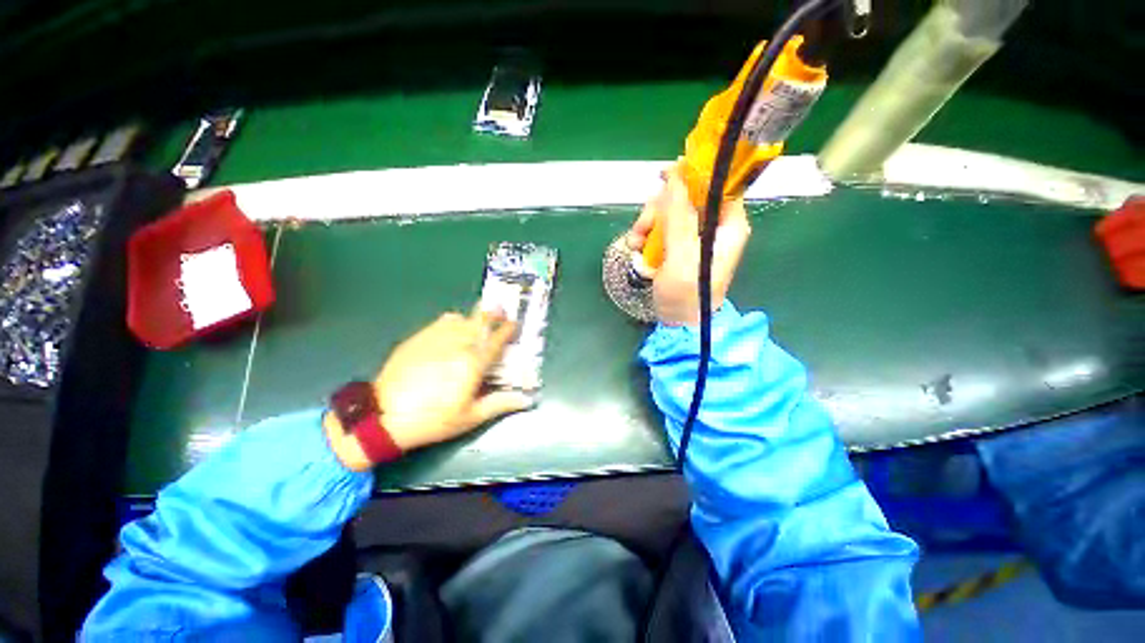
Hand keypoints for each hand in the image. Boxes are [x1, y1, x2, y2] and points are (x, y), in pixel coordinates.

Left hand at [325, 306, 532, 469]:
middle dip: (493, 312)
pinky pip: (441, 322)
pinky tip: (452, 330)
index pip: (496, 340)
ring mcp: (435, 338)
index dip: (508, 329)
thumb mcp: (470, 417)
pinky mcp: (418, 338)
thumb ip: (500, 404)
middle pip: (479, 320)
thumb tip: (527, 400)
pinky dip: (453, 322)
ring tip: (478, 320)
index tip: (515, 323)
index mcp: (473, 363)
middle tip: (501, 308)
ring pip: (461, 318)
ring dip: (473, 317)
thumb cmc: (433, 420)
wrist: (383, 416)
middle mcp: (457, 344)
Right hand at [627, 163, 751, 325]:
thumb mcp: (683, 256)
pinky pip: (659, 229)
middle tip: (643, 227)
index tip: (666, 175)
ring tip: (637, 245)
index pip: (717, 184)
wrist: (678, 324)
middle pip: (685, 197)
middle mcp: (712, 226)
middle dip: (659, 209)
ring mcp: (692, 237)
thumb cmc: (688, 294)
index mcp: (727, 224)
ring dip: (647, 225)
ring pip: (667, 212)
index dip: (693, 174)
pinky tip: (638, 251)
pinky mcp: (676, 246)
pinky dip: (645, 237)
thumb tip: (675, 176)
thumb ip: (679, 217)